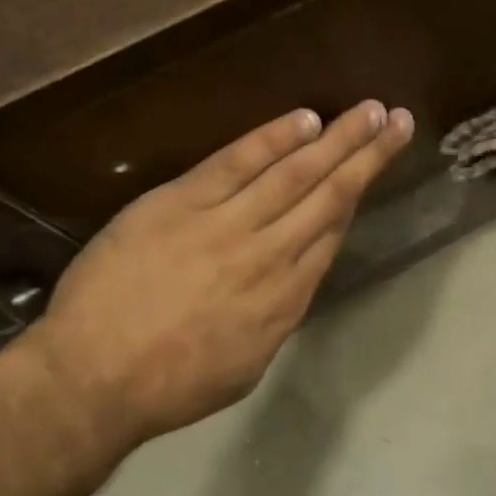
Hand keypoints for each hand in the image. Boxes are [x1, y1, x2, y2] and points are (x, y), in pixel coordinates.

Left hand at [24, 101, 413, 452]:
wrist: (95, 377)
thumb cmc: (171, 385)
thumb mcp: (246, 365)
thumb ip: (276, 317)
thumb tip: (292, 281)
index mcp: (286, 299)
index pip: (331, 234)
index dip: (358, 195)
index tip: (377, 166)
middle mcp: (270, 255)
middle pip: (330, 196)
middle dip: (368, 156)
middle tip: (400, 121)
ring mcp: (227, 225)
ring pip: (295, 174)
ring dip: (338, 139)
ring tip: (370, 110)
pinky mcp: (182, 203)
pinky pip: (237, 163)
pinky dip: (273, 139)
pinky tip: (305, 119)